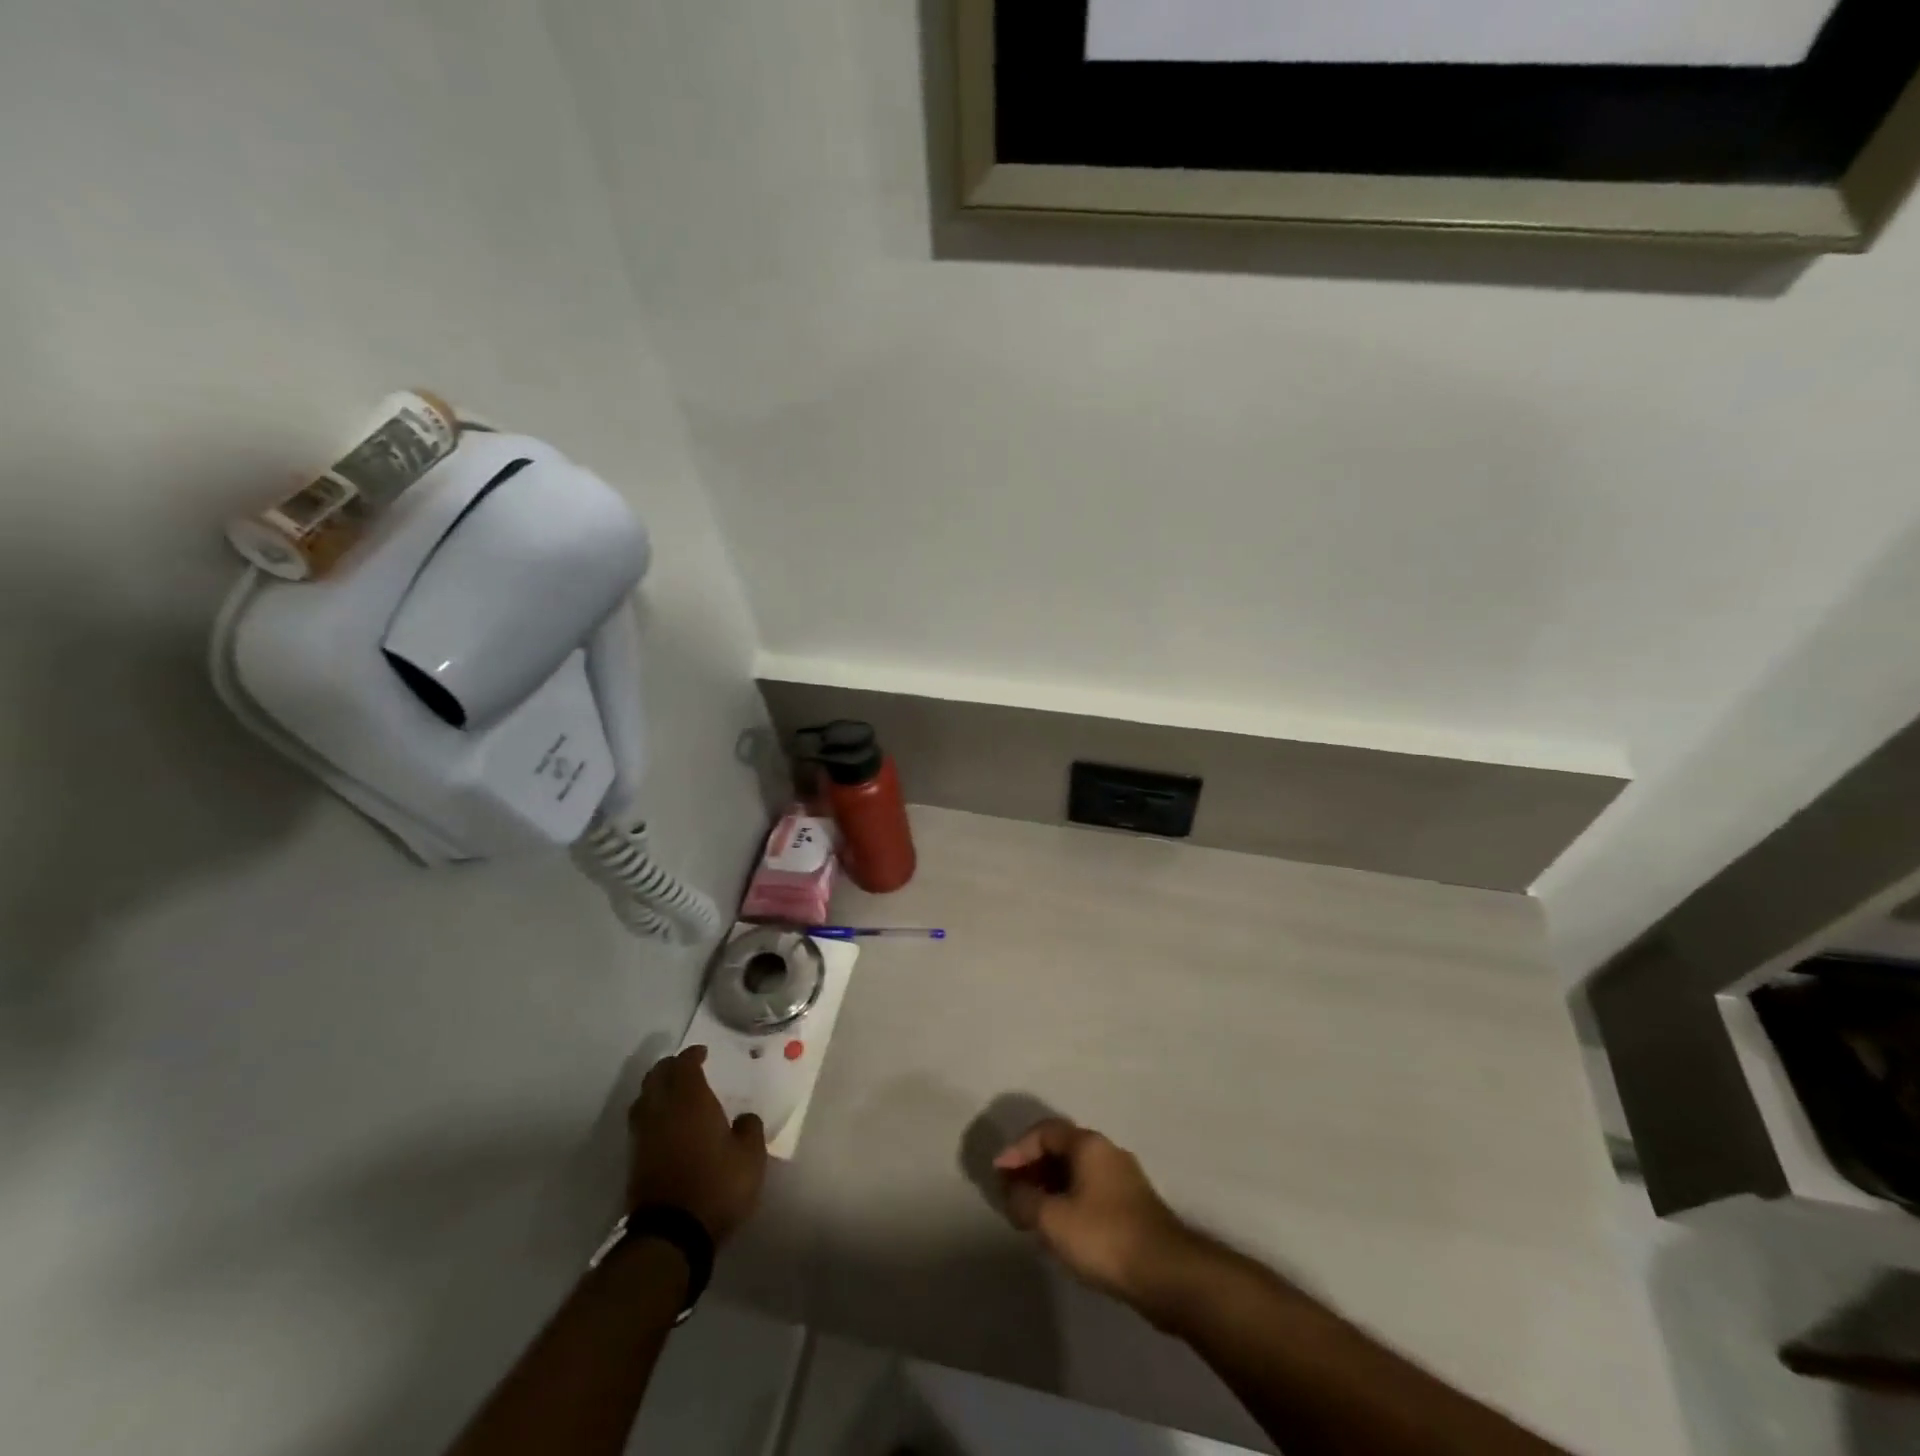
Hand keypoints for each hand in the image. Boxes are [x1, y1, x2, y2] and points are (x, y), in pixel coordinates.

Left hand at [625, 1046, 767, 1244]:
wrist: (671, 1235)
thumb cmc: (717, 1186)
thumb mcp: (750, 1157)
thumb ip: (749, 1129)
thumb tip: (743, 1119)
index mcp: (691, 1101)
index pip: (684, 1065)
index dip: (692, 1055)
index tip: (702, 1053)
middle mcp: (662, 1111)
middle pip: (656, 1076)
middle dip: (670, 1067)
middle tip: (686, 1068)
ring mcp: (644, 1136)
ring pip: (643, 1099)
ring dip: (656, 1089)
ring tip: (673, 1093)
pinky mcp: (635, 1160)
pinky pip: (641, 1122)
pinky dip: (652, 1113)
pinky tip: (666, 1124)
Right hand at [993, 1118, 1199, 1314]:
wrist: (1167, 1273)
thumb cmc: (1104, 1236)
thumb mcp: (1053, 1219)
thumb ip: (1024, 1200)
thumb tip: (1011, 1190)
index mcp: (1088, 1144)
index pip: (1044, 1131)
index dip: (1017, 1149)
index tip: (999, 1173)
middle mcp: (1107, 1151)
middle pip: (1061, 1149)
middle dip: (1032, 1168)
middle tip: (1012, 1193)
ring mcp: (1124, 1179)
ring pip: (1077, 1172)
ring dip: (1050, 1187)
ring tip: (1031, 1214)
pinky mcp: (1133, 1206)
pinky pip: (1090, 1191)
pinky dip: (1069, 1201)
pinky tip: (1061, 1229)